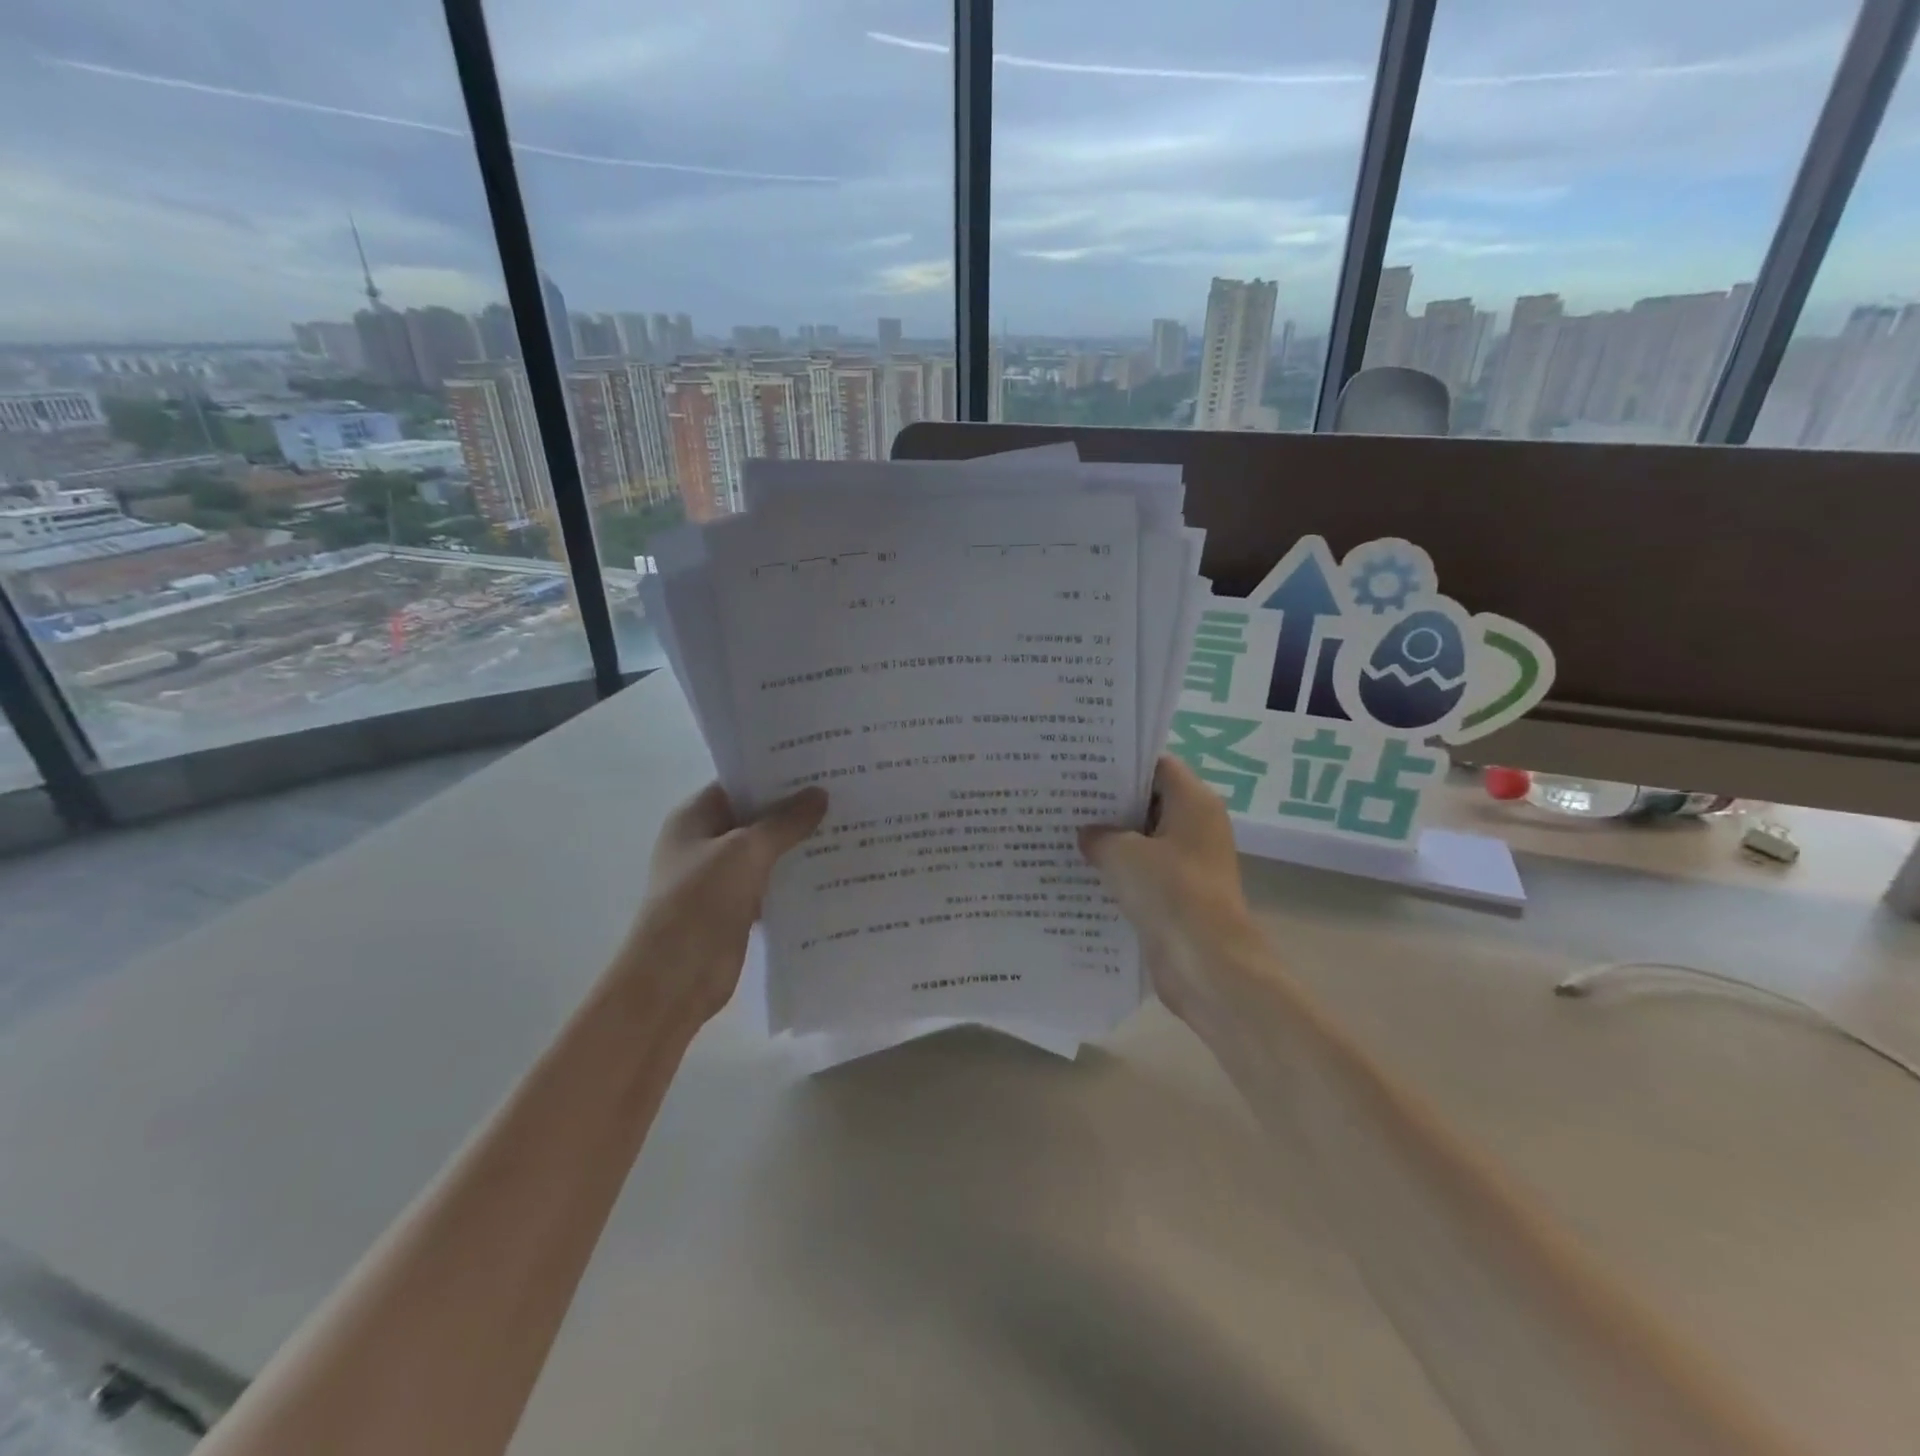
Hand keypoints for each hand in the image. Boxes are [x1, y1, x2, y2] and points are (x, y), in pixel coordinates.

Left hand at [618, 783, 828, 1025]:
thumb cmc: (699, 902)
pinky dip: (796, 878)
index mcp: (695, 817)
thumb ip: (784, 822)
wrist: (675, 978)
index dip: (776, 773)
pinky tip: (833, 870)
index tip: (819, 766)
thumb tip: (820, 794)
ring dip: (798, 844)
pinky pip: (772, 883)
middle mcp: (705, 842)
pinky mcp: (737, 908)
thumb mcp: (745, 852)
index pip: (739, 782)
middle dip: (795, 808)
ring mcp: (720, 877)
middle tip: (844, 792)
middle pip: (755, 816)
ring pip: (767, 851)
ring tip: (847, 826)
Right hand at [1079, 756, 1262, 1022]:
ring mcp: (1190, 863)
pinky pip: (1145, 873)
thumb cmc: (1170, 892)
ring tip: (1065, 833)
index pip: (1157, 764)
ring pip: (1144, 840)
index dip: (1121, 762)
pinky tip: (1082, 872)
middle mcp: (1197, 826)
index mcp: (1194, 802)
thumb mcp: (1122, 853)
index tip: (1083, 765)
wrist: (1206, 964)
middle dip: (1110, 802)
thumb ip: (1099, 835)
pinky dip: (1120, 872)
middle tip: (1065, 798)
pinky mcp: (1180, 896)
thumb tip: (1088, 834)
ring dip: (1112, 840)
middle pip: (1150, 801)